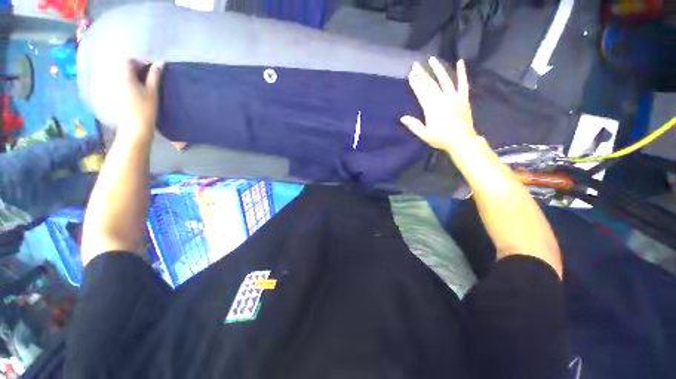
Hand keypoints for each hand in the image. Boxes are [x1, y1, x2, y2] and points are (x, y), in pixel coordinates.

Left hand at [114, 60, 162, 139]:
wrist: (135, 127)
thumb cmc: (146, 109)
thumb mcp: (153, 92)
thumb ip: (155, 76)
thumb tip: (160, 63)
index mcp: (125, 76)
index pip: (129, 61)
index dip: (140, 63)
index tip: (149, 71)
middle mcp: (116, 79)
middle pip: (124, 68)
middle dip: (135, 70)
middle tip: (147, 79)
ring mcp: (113, 88)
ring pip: (121, 77)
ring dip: (131, 78)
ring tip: (141, 87)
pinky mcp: (113, 97)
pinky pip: (118, 85)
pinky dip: (126, 85)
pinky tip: (134, 94)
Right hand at [401, 58, 477, 153]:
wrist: (462, 141)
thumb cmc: (441, 139)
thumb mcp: (425, 135)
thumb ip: (414, 125)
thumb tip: (402, 118)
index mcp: (432, 108)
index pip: (422, 93)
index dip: (416, 83)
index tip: (410, 75)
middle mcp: (443, 99)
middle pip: (430, 84)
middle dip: (422, 74)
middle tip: (416, 64)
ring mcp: (454, 97)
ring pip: (445, 80)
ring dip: (438, 69)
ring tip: (432, 59)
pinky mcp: (464, 98)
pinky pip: (463, 83)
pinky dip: (462, 72)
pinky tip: (460, 62)